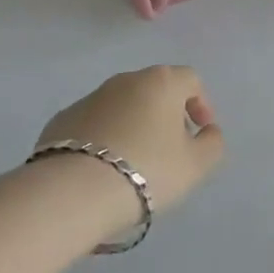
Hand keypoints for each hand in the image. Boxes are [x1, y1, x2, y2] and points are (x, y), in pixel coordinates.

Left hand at [35, 66, 224, 229]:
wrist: (72, 192)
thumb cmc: (147, 170)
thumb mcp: (196, 165)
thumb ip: (212, 143)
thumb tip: (207, 131)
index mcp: (161, 82)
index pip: (191, 80)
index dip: (201, 104)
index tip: (199, 133)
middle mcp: (125, 80)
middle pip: (155, 90)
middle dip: (166, 114)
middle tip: (169, 148)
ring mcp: (90, 98)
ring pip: (122, 106)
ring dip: (133, 125)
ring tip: (134, 162)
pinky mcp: (61, 120)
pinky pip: (93, 124)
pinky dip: (104, 138)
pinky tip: (102, 168)